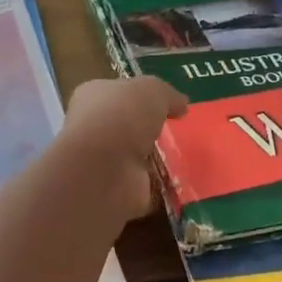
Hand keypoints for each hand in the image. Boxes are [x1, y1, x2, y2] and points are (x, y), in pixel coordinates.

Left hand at [59, 77, 187, 223]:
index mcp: (93, 97)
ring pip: (137, 158)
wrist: (104, 168)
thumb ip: (168, 95)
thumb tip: (181, 106)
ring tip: (188, 157)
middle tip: (181, 133)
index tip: (168, 104)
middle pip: (127, 126)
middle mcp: (93, 129)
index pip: (117, 93)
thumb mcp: (153, 90)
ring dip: (159, 160)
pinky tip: (183, 182)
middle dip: (150, 131)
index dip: (141, 96)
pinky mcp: (118, 190)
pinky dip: (163, 186)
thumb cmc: (122, 116)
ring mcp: (104, 163)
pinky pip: (147, 186)